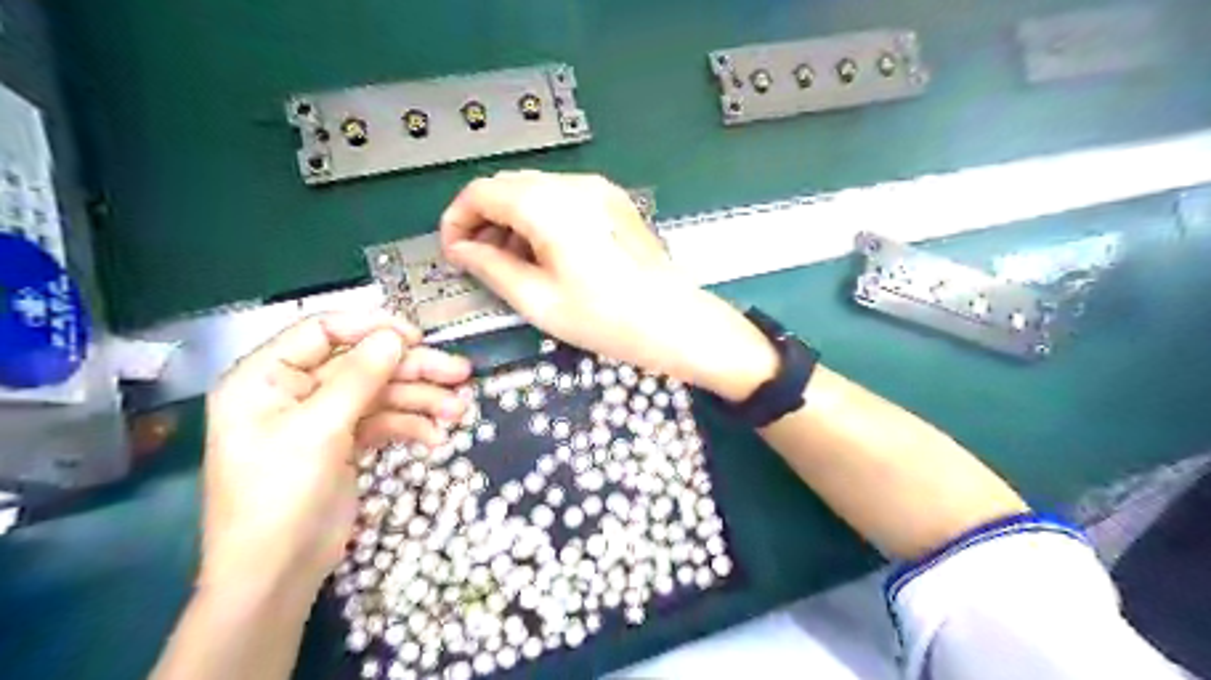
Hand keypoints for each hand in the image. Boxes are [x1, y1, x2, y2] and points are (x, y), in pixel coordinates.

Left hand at [198, 310, 469, 590]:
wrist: (276, 574)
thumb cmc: (280, 496)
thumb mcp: (319, 430)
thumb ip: (358, 378)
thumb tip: (395, 336)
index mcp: (267, 377)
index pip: (323, 331)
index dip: (372, 329)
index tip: (417, 338)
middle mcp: (295, 390)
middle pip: (363, 364)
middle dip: (413, 370)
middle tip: (461, 373)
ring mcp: (323, 418)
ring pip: (380, 394)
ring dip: (421, 400)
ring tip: (459, 411)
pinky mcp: (345, 443)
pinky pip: (384, 422)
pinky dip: (411, 426)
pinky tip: (435, 438)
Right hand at [444, 174, 776, 400]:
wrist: (674, 321)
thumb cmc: (607, 319)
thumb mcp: (538, 300)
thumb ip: (491, 268)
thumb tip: (462, 250)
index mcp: (548, 205)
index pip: (481, 192)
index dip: (457, 219)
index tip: (453, 251)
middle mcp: (572, 185)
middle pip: (508, 186)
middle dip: (484, 219)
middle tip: (479, 261)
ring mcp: (597, 190)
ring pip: (534, 190)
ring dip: (512, 219)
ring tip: (511, 262)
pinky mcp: (613, 202)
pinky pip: (562, 198)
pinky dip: (541, 218)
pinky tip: (544, 253)